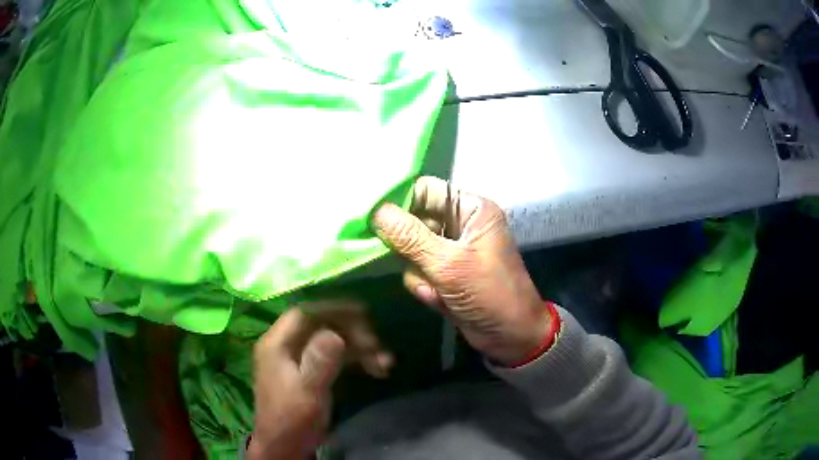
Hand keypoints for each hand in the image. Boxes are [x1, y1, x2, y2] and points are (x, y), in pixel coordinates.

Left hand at [249, 301, 391, 459]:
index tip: (363, 313)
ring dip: (358, 348)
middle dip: (351, 331)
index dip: (333, 309)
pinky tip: (377, 369)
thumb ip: (320, 363)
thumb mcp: (307, 392)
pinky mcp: (310, 372)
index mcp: (277, 344)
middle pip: (320, 325)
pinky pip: (335, 358)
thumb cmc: (292, 419)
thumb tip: (335, 333)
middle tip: (377, 344)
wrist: (286, 447)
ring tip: (385, 361)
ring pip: (331, 342)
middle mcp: (286, 346)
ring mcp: (298, 359)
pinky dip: (355, 361)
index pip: (304, 313)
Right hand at [372, 177, 550, 365]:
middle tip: (415, 265)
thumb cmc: (490, 294)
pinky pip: (417, 271)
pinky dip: (425, 287)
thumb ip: (410, 237)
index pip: (425, 190)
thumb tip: (375, 211)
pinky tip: (440, 300)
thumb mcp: (449, 265)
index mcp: (470, 209)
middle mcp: (459, 224)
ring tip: (438, 289)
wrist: (510, 338)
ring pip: (411, 250)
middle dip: (411, 249)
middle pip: (414, 221)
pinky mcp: (444, 272)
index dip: (399, 202)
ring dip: (420, 273)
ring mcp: (451, 250)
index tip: (373, 219)